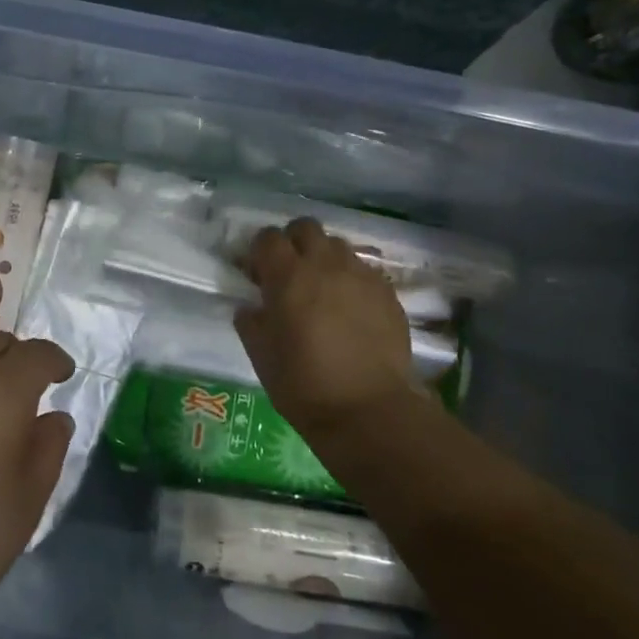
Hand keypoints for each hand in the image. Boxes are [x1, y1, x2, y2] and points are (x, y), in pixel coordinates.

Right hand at [234, 218, 420, 441]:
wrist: (369, 411)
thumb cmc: (304, 384)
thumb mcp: (261, 354)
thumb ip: (251, 320)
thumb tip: (251, 305)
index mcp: (288, 276)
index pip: (267, 237)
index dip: (259, 252)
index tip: (257, 276)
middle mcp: (325, 264)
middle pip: (305, 227)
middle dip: (293, 243)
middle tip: (289, 274)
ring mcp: (360, 275)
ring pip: (337, 246)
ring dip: (323, 259)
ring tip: (322, 290)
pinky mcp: (387, 292)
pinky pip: (363, 271)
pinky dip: (350, 280)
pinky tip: (349, 310)